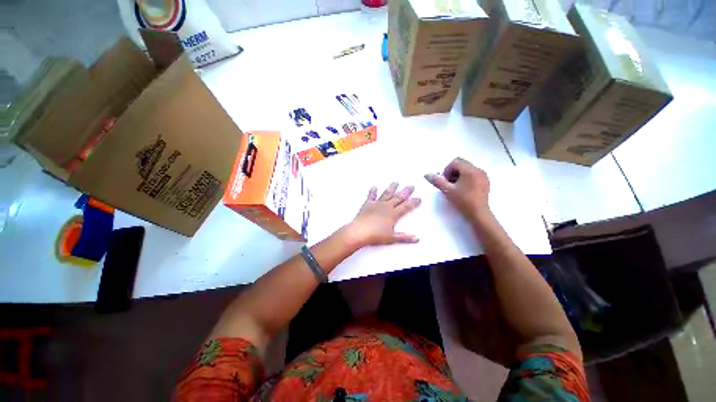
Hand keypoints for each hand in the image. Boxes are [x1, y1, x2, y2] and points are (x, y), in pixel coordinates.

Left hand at [344, 183, 420, 246]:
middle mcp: (386, 207)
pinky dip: (373, 191)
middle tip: (411, 185)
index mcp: (393, 214)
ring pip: (386, 194)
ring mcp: (376, 204)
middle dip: (405, 192)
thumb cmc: (376, 236)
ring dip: (391, 188)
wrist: (359, 232)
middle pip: (398, 197)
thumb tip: (417, 238)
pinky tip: (374, 187)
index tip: (419, 198)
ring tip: (396, 182)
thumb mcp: (392, 238)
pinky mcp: (367, 204)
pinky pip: (371, 196)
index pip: (406, 206)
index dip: (414, 202)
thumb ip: (404, 237)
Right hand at [425, 157, 490, 219]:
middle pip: (461, 164)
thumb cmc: (463, 201)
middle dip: (452, 172)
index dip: (447, 170)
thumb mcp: (447, 190)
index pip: (455, 162)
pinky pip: (473, 174)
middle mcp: (478, 170)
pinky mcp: (485, 182)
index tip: (445, 181)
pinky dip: (466, 178)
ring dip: (459, 175)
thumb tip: (427, 174)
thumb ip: (436, 180)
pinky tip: (464, 190)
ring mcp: (483, 176)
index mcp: (470, 170)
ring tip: (456, 188)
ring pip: (467, 169)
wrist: (478, 214)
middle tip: (449, 185)